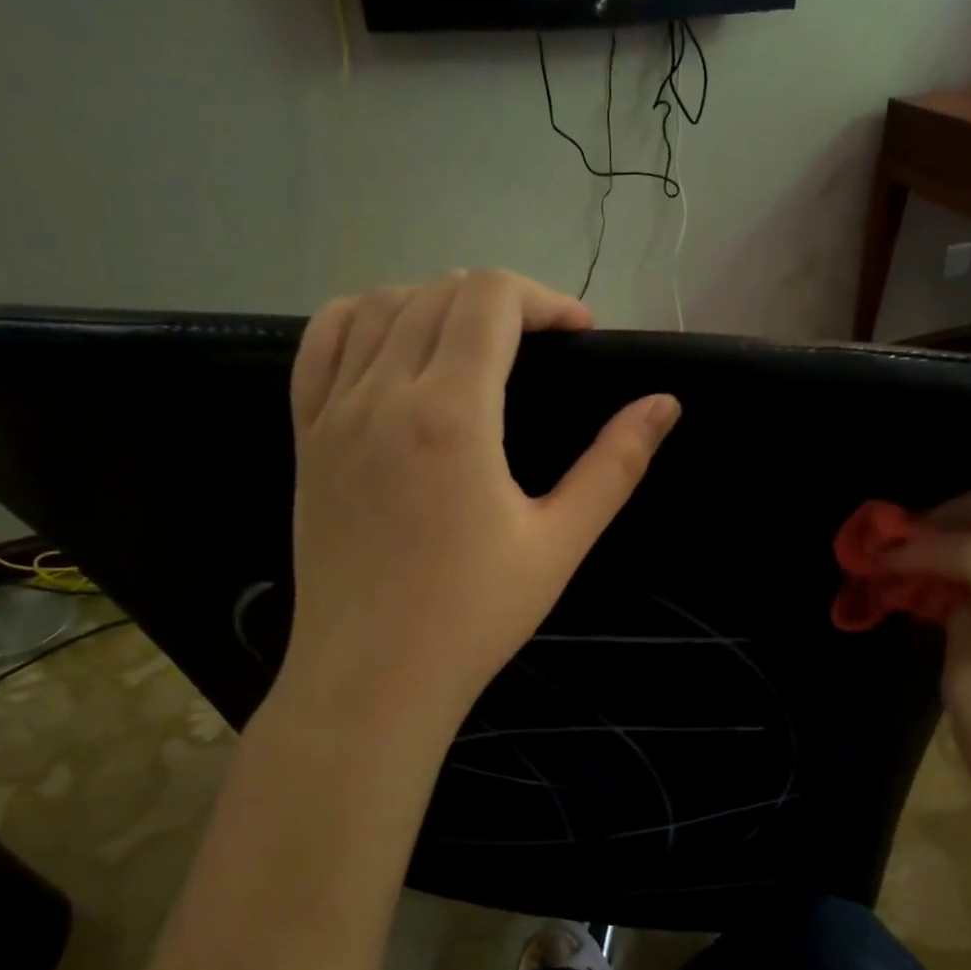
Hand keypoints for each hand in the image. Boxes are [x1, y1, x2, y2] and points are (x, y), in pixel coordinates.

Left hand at [275, 270, 679, 736]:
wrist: (372, 677)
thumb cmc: (474, 616)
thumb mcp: (559, 542)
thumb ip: (614, 465)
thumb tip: (664, 404)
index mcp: (451, 415)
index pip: (490, 299)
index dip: (544, 299)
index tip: (579, 334)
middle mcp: (384, 395)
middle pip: (439, 292)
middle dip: (502, 300)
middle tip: (541, 344)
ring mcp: (334, 413)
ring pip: (378, 306)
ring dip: (437, 302)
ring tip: (476, 342)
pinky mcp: (306, 438)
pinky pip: (321, 345)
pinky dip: (363, 320)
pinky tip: (394, 345)